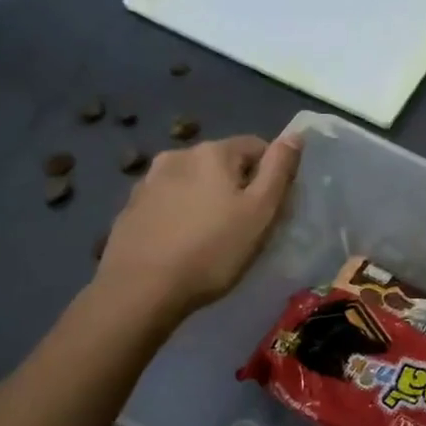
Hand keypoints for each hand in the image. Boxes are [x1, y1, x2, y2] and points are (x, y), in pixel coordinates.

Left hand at [95, 133, 300, 318]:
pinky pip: (168, 202)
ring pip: (192, 182)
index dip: (270, 176)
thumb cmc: (212, 251)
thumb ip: (279, 170)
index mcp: (213, 152)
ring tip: (209, 238)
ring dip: (205, 199)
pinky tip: (180, 244)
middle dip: (236, 187)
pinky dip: (179, 215)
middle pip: (222, 164)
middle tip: (243, 228)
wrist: (140, 290)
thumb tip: (295, 135)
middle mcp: (178, 155)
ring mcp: (148, 181)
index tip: (270, 210)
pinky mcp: (130, 208)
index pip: (257, 147)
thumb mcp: (260, 212)